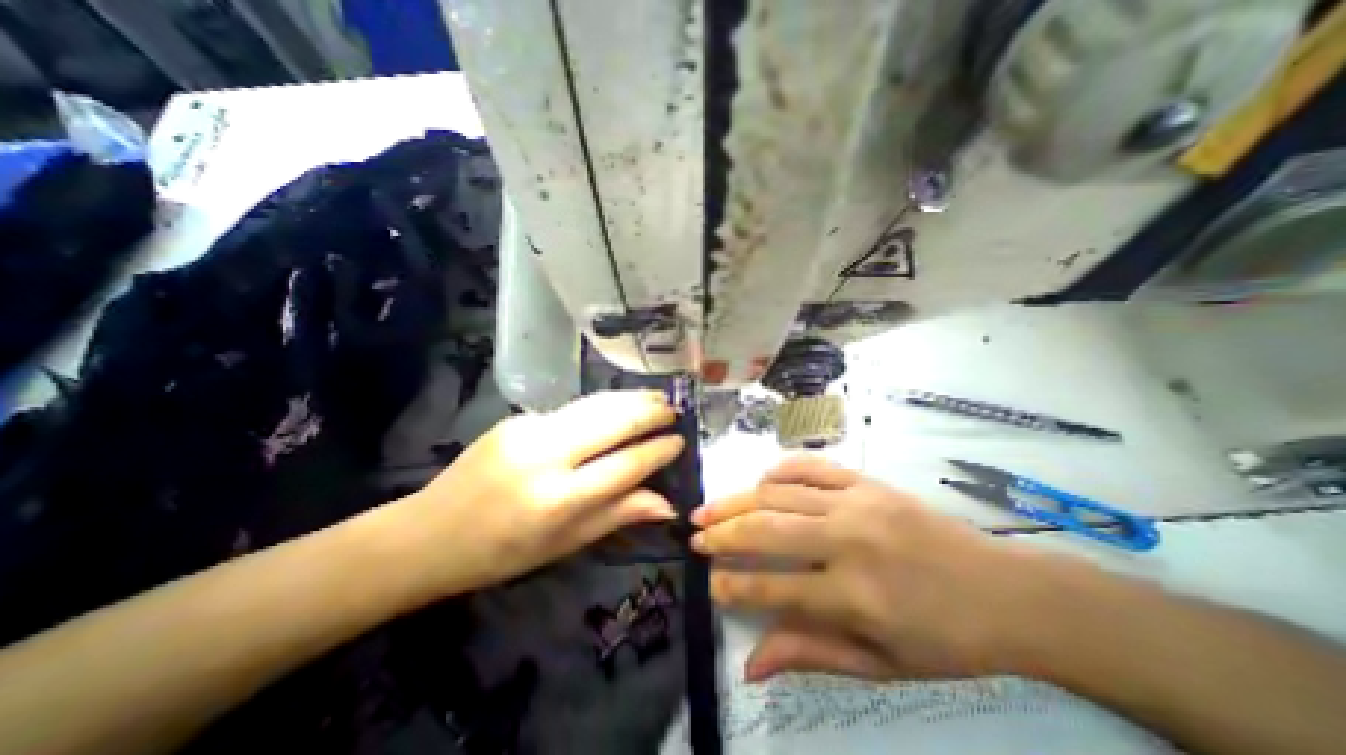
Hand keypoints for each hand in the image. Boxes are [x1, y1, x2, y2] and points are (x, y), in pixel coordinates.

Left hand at [390, 392, 683, 599]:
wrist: (428, 533)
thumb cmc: (501, 553)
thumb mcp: (565, 544)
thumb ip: (617, 514)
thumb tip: (667, 504)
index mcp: (557, 499)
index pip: (625, 465)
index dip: (657, 451)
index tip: (680, 442)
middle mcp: (545, 456)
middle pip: (612, 422)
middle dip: (650, 412)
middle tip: (674, 409)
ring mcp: (528, 429)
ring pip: (595, 405)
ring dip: (631, 399)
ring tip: (657, 396)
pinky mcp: (518, 418)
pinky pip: (573, 409)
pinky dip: (603, 406)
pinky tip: (619, 406)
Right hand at [693, 455, 1063, 683]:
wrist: (1009, 591)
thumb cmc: (946, 639)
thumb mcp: (881, 666)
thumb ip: (811, 654)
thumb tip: (750, 665)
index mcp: (855, 595)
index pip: (773, 587)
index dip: (733, 586)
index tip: (709, 583)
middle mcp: (848, 541)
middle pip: (766, 530)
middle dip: (722, 534)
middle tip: (694, 535)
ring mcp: (857, 502)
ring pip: (779, 493)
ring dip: (737, 500)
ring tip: (708, 507)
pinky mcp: (867, 481)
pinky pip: (811, 466)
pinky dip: (779, 470)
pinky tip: (760, 482)